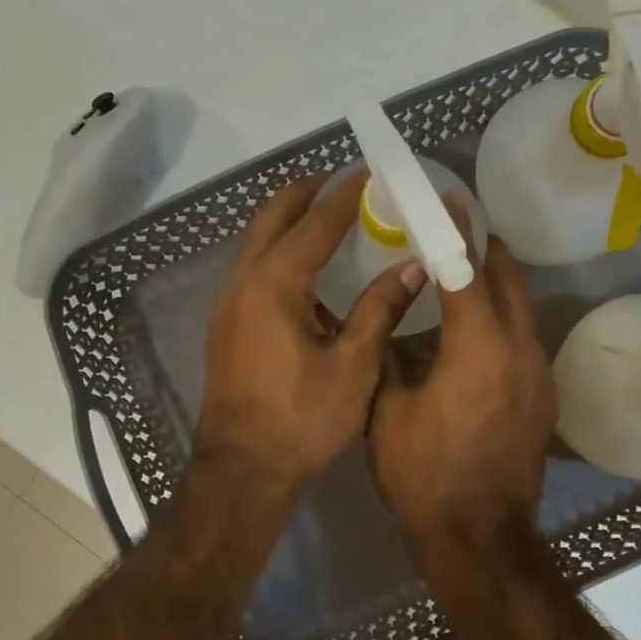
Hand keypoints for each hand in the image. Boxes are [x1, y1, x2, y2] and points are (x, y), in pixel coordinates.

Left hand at [196, 171, 422, 496]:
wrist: (243, 467)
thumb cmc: (303, 418)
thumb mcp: (354, 365)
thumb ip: (380, 309)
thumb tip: (413, 267)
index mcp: (275, 284)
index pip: (315, 223)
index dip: (345, 196)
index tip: (369, 172)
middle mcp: (243, 282)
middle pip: (271, 219)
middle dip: (304, 193)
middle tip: (337, 179)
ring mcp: (229, 304)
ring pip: (256, 243)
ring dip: (287, 221)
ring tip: (324, 215)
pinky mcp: (227, 325)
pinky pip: (253, 269)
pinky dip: (277, 251)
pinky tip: (304, 270)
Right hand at [369, 234, 556, 547]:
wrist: (478, 535)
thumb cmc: (423, 472)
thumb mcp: (388, 409)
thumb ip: (389, 356)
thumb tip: (389, 325)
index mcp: (478, 346)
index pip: (468, 270)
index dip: (456, 231)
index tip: (450, 201)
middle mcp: (520, 350)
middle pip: (509, 281)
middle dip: (486, 251)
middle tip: (460, 232)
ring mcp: (538, 376)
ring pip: (521, 314)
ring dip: (496, 291)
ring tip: (462, 284)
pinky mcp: (543, 400)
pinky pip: (522, 345)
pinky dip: (501, 328)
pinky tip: (472, 342)